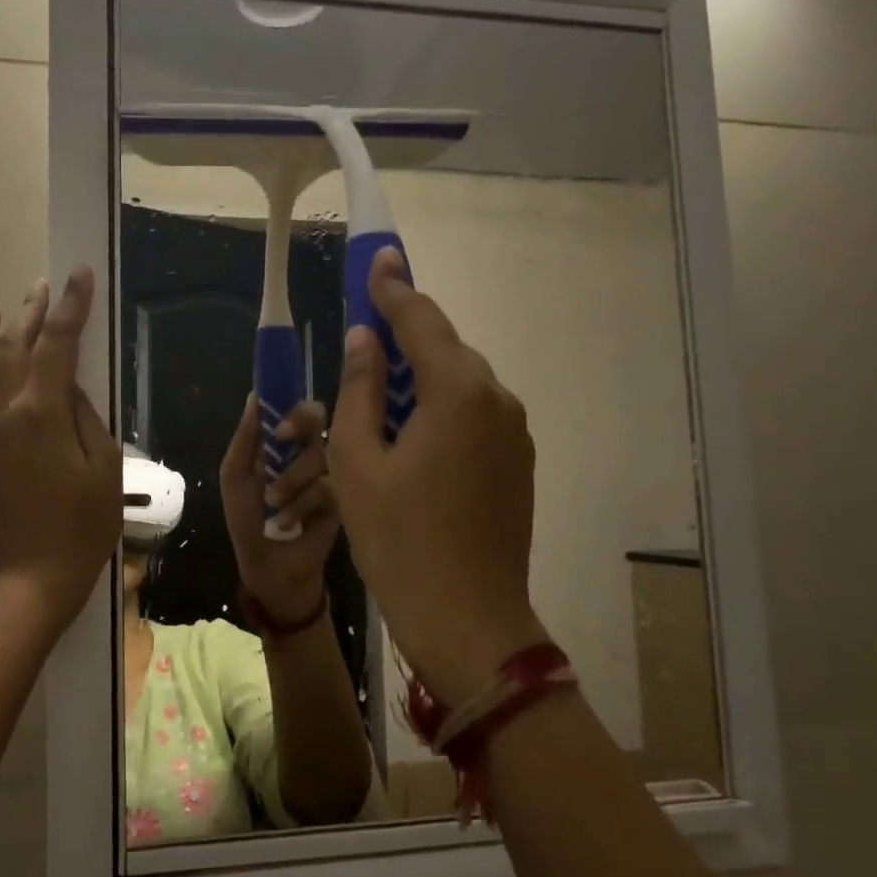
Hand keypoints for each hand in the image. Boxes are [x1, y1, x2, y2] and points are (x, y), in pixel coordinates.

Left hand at [0, 268, 120, 626]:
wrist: (30, 579)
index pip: (56, 344)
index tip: (79, 275)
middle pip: (12, 348)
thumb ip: (85, 416)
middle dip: (29, 313)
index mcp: (40, 413)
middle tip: (42, 287)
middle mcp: (0, 414)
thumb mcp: (104, 468)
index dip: (70, 306)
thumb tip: (68, 386)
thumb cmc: (81, 528)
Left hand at [220, 396, 338, 626]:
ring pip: (320, 452)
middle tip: (284, 440)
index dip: (289, 406)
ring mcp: (331, 471)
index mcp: (282, 441)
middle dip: (300, 426)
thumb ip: (245, 438)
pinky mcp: (345, 496)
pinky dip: (304, 501)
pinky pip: (330, 484)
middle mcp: (309, 449)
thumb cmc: (248, 520)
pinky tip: (289, 521)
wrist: (270, 566)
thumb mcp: (236, 477)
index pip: (294, 407)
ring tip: (274, 503)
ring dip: (291, 478)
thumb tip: (254, 396)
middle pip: (318, 417)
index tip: (278, 425)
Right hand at [328, 247, 548, 706]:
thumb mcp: (358, 461)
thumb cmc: (399, 539)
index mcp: (457, 391)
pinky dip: (442, 410)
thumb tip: (364, 340)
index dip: (392, 288)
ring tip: (381, 395)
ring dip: (422, 378)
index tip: (378, 258)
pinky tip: (413, 439)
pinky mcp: (518, 464)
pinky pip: (475, 416)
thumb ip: (361, 390)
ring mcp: (515, 434)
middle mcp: (497, 400)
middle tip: (366, 332)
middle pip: (446, 349)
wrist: (467, 619)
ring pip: (462, 384)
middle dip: (406, 335)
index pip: (421, 319)